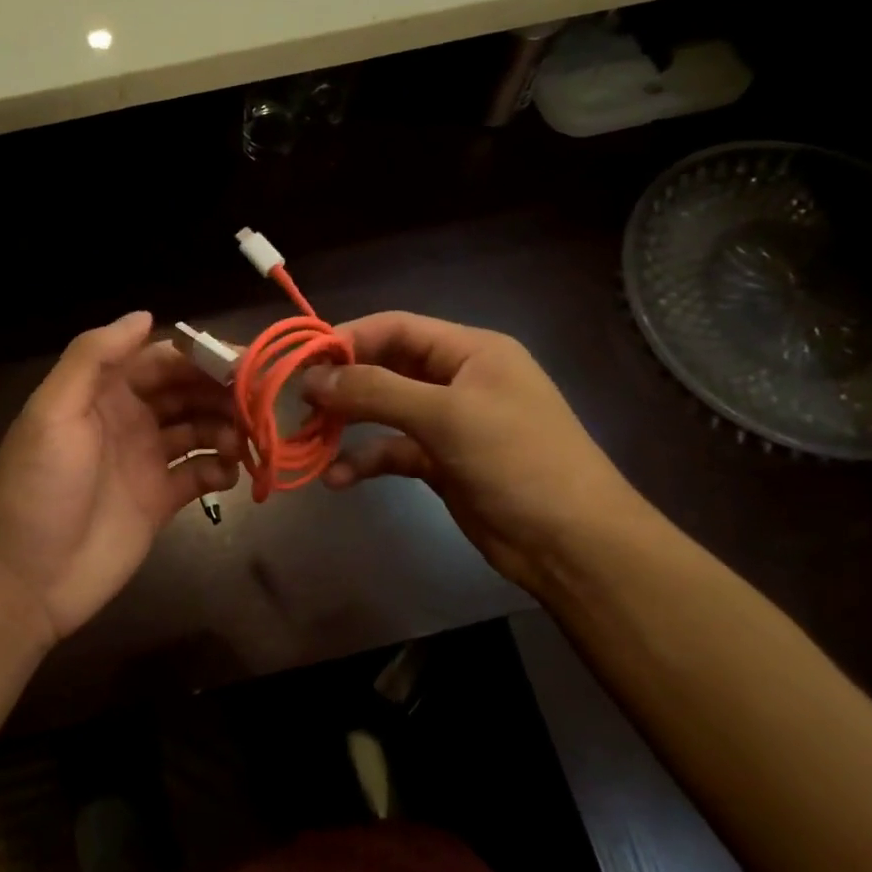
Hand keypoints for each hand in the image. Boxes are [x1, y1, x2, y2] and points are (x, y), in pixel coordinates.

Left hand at [0, 312, 240, 643]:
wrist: (27, 579)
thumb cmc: (40, 487)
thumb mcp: (54, 411)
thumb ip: (93, 357)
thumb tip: (145, 315)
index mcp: (103, 392)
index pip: (161, 359)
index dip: (200, 356)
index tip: (241, 361)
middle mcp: (128, 419)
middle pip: (186, 391)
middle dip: (221, 391)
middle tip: (256, 403)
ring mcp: (146, 460)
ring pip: (199, 428)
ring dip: (225, 428)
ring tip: (240, 442)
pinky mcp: (161, 501)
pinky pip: (199, 473)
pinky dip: (219, 469)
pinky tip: (227, 474)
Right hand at [303, 311, 650, 593]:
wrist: (572, 543)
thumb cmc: (517, 460)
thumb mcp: (446, 416)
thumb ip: (376, 391)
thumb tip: (312, 378)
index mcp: (470, 351)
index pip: (396, 328)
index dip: (348, 338)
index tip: (303, 361)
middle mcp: (457, 379)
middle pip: (386, 367)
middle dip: (343, 383)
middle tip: (299, 402)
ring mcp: (449, 423)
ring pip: (384, 411)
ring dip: (347, 423)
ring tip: (308, 438)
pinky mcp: (441, 463)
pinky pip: (393, 451)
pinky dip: (365, 460)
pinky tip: (337, 479)